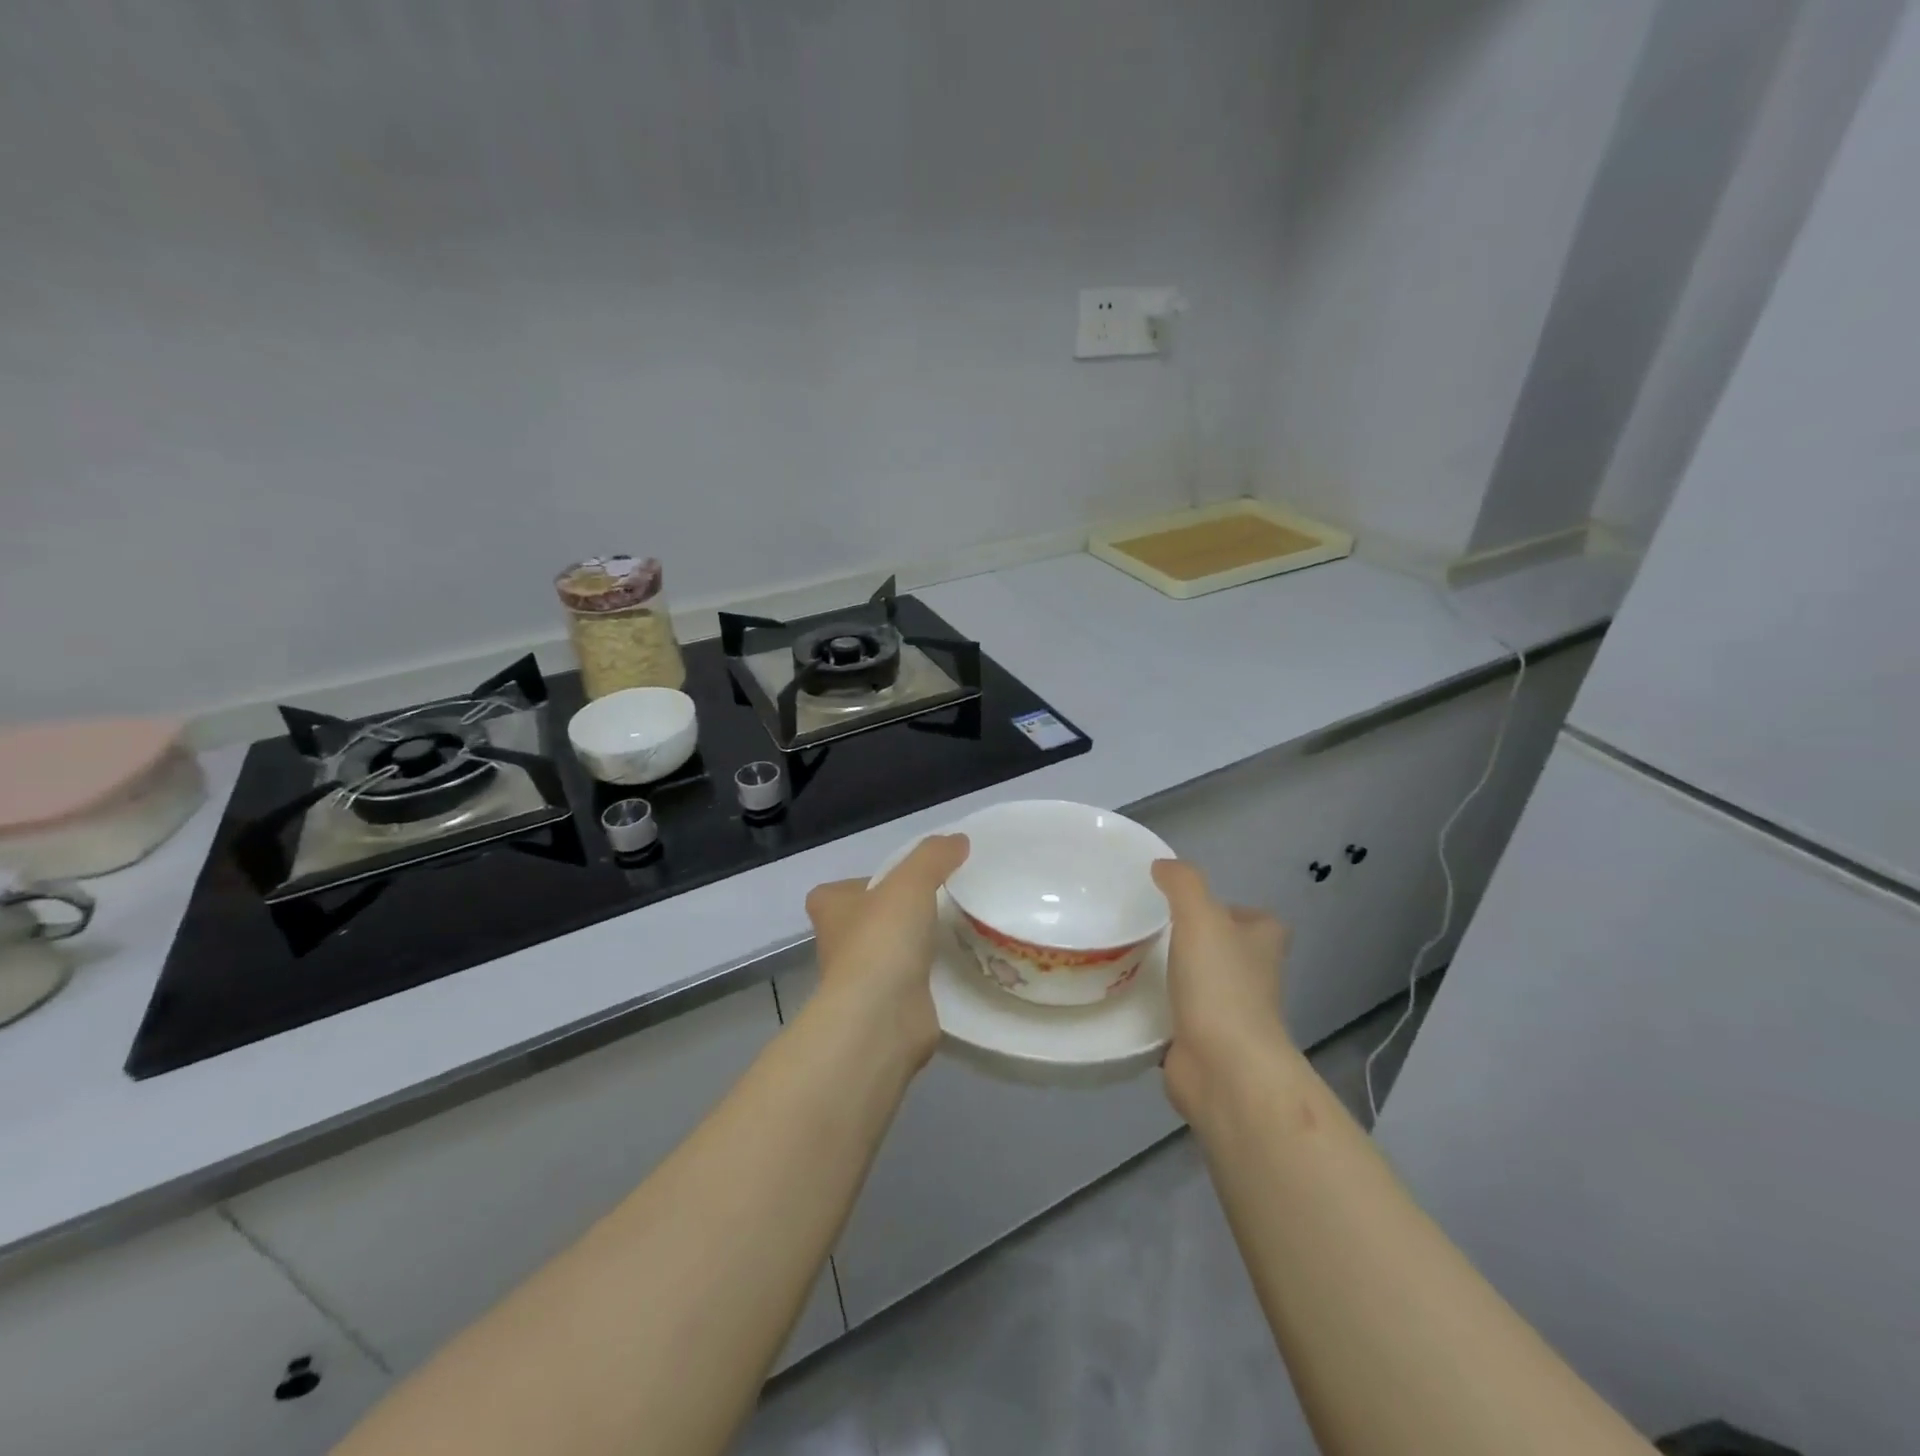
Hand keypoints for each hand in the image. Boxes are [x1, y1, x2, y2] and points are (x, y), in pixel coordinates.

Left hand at [804, 834, 969, 1072]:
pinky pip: (909, 983)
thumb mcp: (912, 881)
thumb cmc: (883, 939)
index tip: (897, 882)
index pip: (836, 892)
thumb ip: (935, 856)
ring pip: (887, 954)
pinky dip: (928, 978)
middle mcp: (837, 944)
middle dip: (895, 915)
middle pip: (866, 922)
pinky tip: (957, 968)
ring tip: (955, 932)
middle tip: (937, 903)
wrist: (881, 1015)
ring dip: (913, 947)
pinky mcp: (885, 1008)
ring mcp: (859, 981)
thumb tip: (958, 841)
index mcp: (830, 909)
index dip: (864, 885)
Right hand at [1152, 859, 1292, 1120]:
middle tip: (1152, 927)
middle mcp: (1253, 979)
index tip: (1194, 906)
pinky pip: (1177, 1018)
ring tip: (1132, 957)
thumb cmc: (1221, 985)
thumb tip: (1162, 866)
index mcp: (1262, 946)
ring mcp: (1230, 1016)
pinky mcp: (1203, 1044)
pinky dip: (1157, 1011)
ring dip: (1175, 976)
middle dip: (1197, 943)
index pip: (1258, 920)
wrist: (1224, 1069)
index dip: (1232, 910)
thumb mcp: (1201, 917)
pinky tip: (1126, 996)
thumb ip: (1183, 884)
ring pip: (1202, 986)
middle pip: (1228, 952)